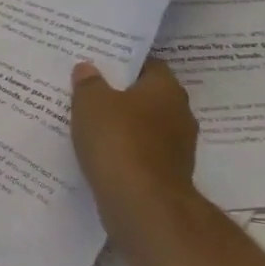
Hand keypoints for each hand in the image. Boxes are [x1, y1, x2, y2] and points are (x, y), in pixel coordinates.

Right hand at [70, 57, 198, 208]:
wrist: (142, 203)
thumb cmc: (118, 140)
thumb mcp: (91, 102)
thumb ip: (88, 83)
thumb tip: (88, 68)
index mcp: (166, 90)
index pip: (149, 65)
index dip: (124, 63)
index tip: (98, 62)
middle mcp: (179, 114)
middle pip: (146, 96)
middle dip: (119, 93)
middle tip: (86, 89)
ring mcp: (176, 147)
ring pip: (142, 125)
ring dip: (119, 124)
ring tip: (85, 120)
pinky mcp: (165, 173)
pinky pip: (138, 151)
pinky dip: (120, 149)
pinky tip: (95, 149)